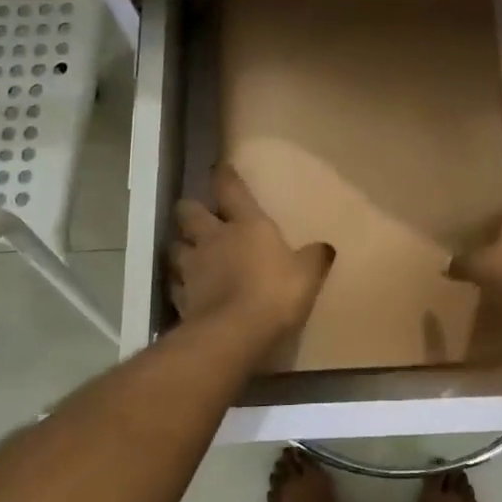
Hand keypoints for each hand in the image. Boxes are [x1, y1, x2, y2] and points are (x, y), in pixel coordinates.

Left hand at [168, 163, 333, 346]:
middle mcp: (214, 239)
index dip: (224, 176)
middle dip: (191, 210)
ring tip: (187, 253)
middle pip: (189, 212)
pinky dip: (179, 285)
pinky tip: (186, 291)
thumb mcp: (307, 275)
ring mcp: (192, 268)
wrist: (234, 333)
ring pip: (175, 247)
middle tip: (197, 216)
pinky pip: (175, 285)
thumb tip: (326, 247)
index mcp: (247, 225)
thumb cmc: (275, 293)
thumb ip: (314, 258)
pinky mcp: (180, 298)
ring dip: (180, 247)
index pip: (231, 189)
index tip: (220, 168)